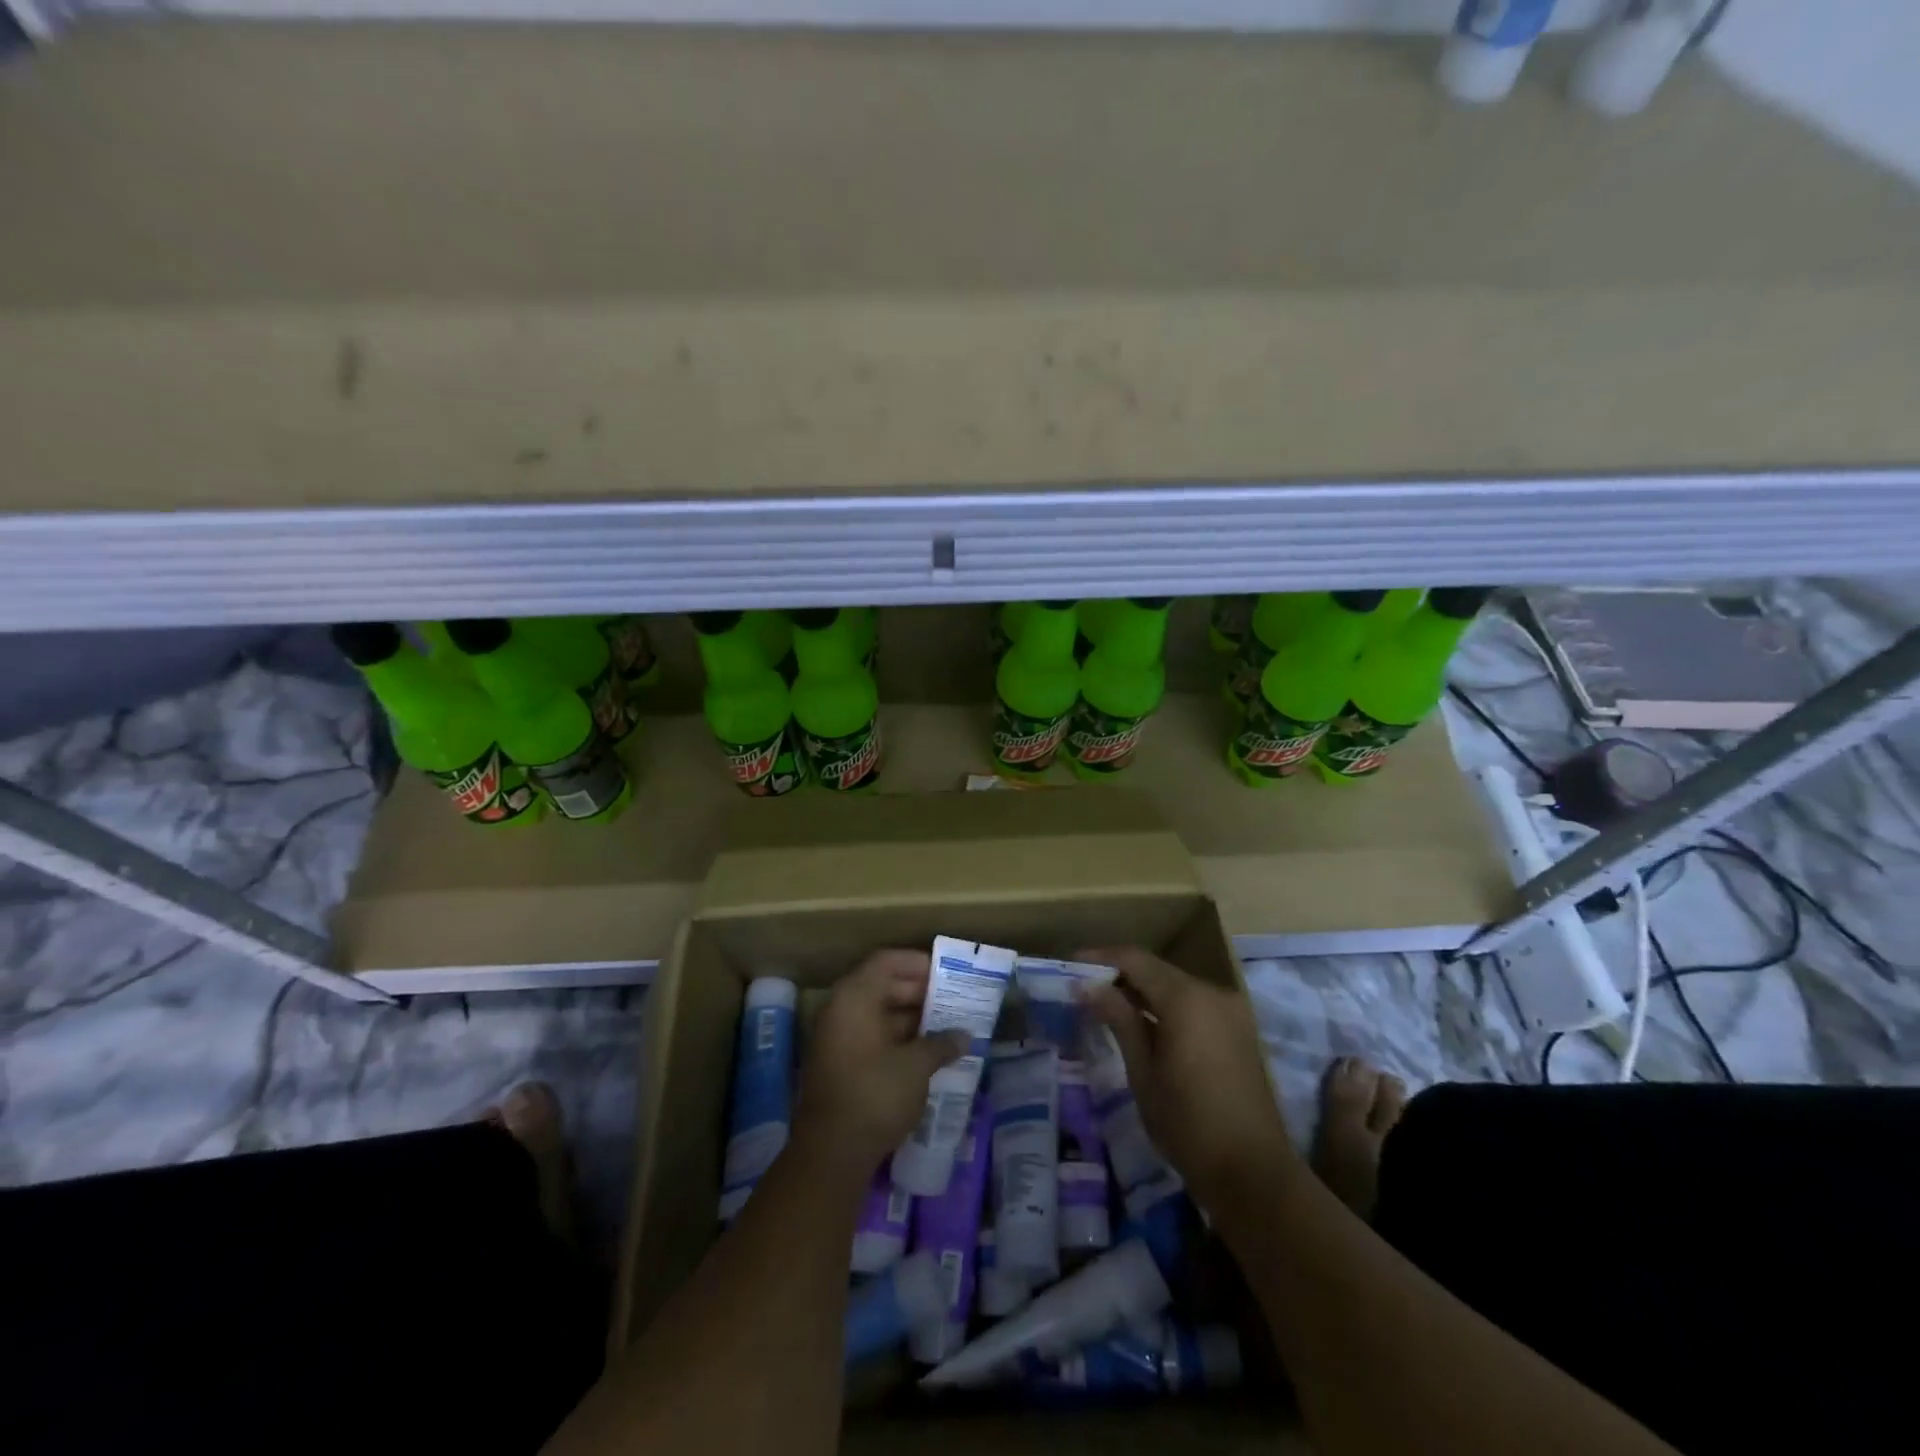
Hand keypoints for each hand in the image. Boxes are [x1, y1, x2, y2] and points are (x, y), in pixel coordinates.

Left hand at [793, 949, 968, 1183]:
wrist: (831, 1154)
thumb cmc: (875, 1095)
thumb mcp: (916, 1066)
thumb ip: (941, 1043)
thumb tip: (964, 1036)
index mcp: (854, 997)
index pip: (886, 962)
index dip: (917, 963)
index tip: (947, 973)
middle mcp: (840, 1010)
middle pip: (881, 985)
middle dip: (918, 992)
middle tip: (952, 1001)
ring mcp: (835, 1038)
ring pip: (877, 1013)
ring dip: (909, 1018)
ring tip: (945, 1026)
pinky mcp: (837, 1064)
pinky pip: (870, 1036)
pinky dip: (896, 1038)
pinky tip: (924, 1052)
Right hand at [1077, 945, 1301, 1211]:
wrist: (1252, 1173)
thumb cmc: (1187, 1123)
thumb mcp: (1142, 1071)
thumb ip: (1118, 1019)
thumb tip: (1087, 986)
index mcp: (1187, 998)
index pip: (1135, 960)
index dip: (1101, 958)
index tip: (1070, 964)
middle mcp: (1212, 993)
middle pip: (1158, 970)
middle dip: (1120, 975)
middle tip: (1084, 987)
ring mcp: (1230, 1011)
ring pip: (1176, 986)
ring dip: (1143, 991)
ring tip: (1107, 1005)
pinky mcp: (1238, 1030)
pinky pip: (1194, 1004)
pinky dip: (1167, 1007)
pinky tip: (1143, 1023)